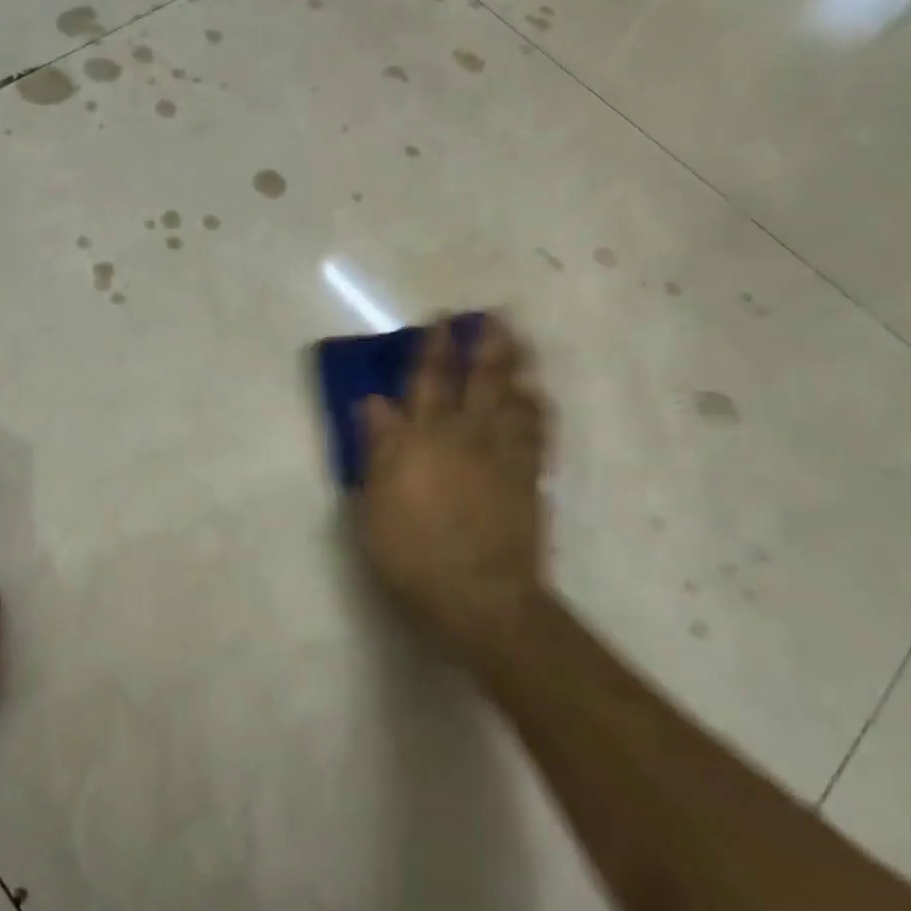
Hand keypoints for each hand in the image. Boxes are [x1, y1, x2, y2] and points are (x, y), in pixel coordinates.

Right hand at [354, 316, 554, 676]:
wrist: (478, 595)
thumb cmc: (411, 552)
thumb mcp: (374, 503)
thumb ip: (377, 448)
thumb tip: (373, 403)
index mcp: (421, 438)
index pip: (427, 381)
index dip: (433, 348)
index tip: (440, 321)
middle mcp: (465, 435)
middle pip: (478, 379)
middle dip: (484, 344)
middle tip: (492, 315)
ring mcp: (502, 455)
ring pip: (512, 397)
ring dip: (516, 366)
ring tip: (519, 341)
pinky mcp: (528, 478)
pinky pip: (536, 432)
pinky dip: (537, 409)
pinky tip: (537, 396)